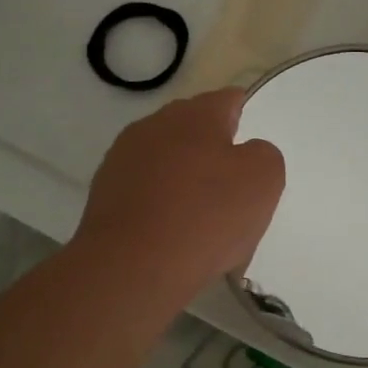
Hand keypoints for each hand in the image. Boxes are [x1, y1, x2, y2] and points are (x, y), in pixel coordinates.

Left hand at [74, 89, 285, 304]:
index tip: (254, 149)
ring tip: (202, 219)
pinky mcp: (104, 193)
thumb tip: (244, 154)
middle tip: (233, 189)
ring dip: (184, 179)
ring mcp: (122, 158)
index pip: (228, 100)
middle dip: (213, 152)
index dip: (245, 119)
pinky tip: (172, 235)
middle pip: (194, 130)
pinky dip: (160, 205)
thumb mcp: (263, 180)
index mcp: (195, 114)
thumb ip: (263, 154)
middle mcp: (154, 125)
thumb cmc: (206, 216)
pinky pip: (145, 191)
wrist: (131, 267)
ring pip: (166, 161)